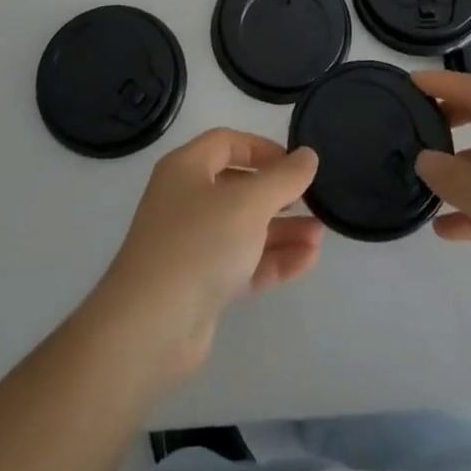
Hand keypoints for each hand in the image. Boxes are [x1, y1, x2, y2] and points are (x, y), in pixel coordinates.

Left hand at [89, 130, 321, 389]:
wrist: (150, 327)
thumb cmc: (199, 244)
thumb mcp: (249, 203)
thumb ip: (284, 178)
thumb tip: (308, 155)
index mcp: (186, 169)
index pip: (227, 143)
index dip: (262, 148)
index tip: (296, 163)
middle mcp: (185, 201)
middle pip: (238, 187)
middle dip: (277, 194)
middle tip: (311, 201)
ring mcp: (191, 245)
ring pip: (243, 229)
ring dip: (281, 230)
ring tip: (319, 235)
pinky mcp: (200, 285)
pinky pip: (242, 263)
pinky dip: (271, 260)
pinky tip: (307, 261)